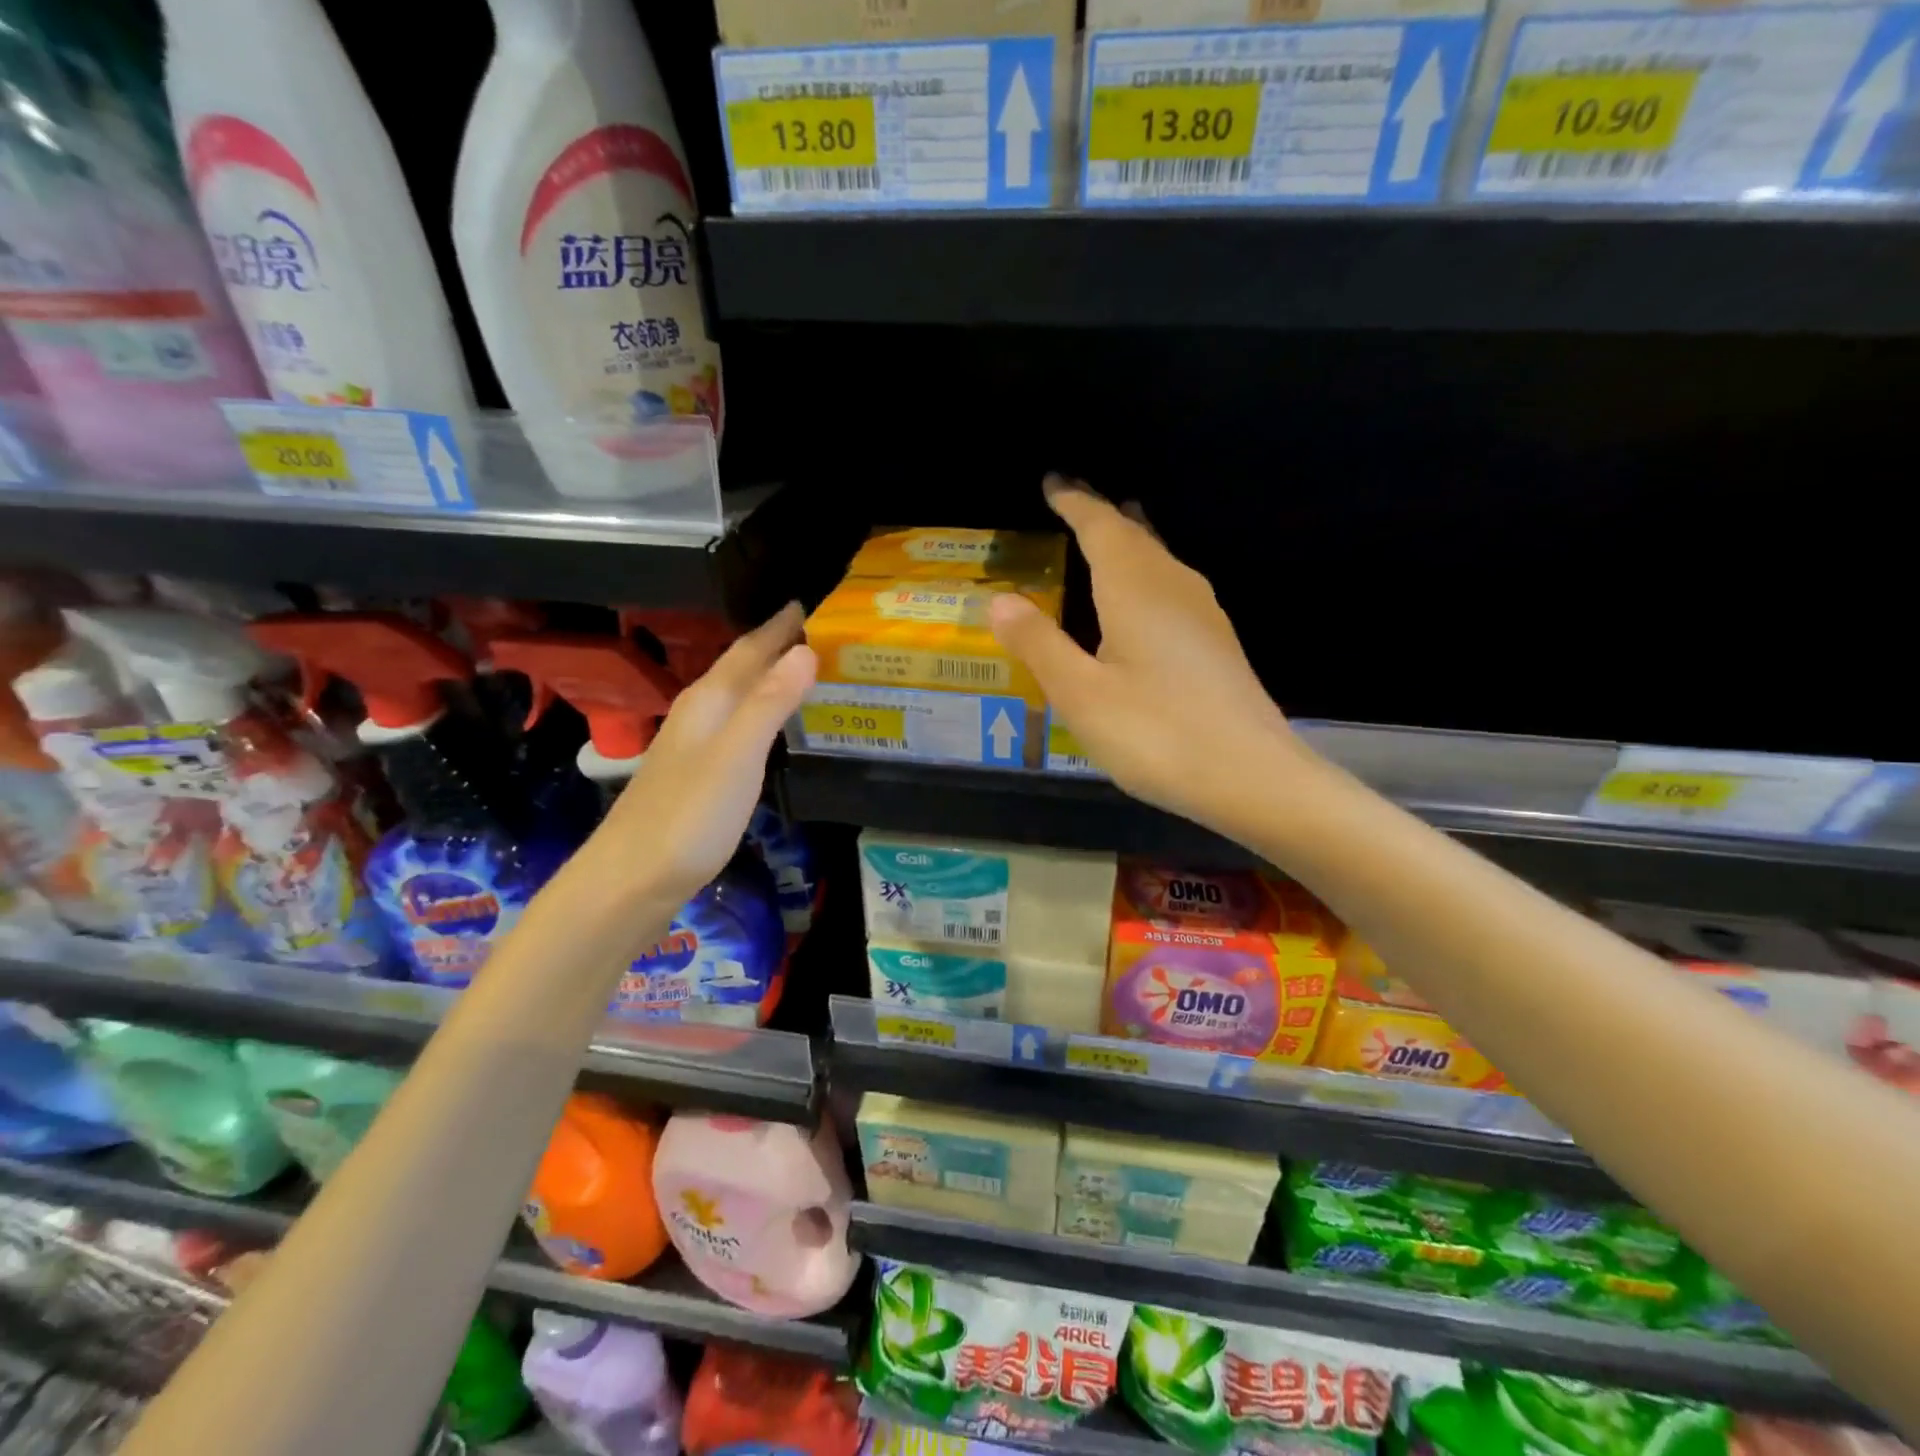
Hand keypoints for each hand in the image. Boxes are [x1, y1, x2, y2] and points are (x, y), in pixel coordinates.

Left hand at [574, 603, 815, 916]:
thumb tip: (806, 649)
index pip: (750, 650)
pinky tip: (770, 726)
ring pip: (737, 696)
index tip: (811, 603)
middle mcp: (699, 714)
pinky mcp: (697, 776)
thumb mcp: (737, 755)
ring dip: (769, 678)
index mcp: (709, 701)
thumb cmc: (689, 816)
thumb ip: (770, 702)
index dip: (780, 627)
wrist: (631, 880)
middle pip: (740, 668)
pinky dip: (761, 713)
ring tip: (804, 669)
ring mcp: (694, 746)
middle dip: (776, 646)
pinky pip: (737, 725)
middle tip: (817, 631)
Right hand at [990, 476, 1304, 836]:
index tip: (1053, 482)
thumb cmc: (1157, 734)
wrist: (1252, 777)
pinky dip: (1148, 574)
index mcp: (1136, 589)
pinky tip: (1146, 599)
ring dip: (1132, 541)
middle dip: (1103, 514)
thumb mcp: (1081, 694)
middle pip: (1136, 536)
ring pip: (1160, 560)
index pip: (1101, 527)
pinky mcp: (1218, 646)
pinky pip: (1174, 588)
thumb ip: (1039, 644)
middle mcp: (1174, 589)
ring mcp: (1204, 616)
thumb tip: (1000, 599)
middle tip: (1076, 500)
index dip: (1075, 502)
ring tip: (1114, 530)